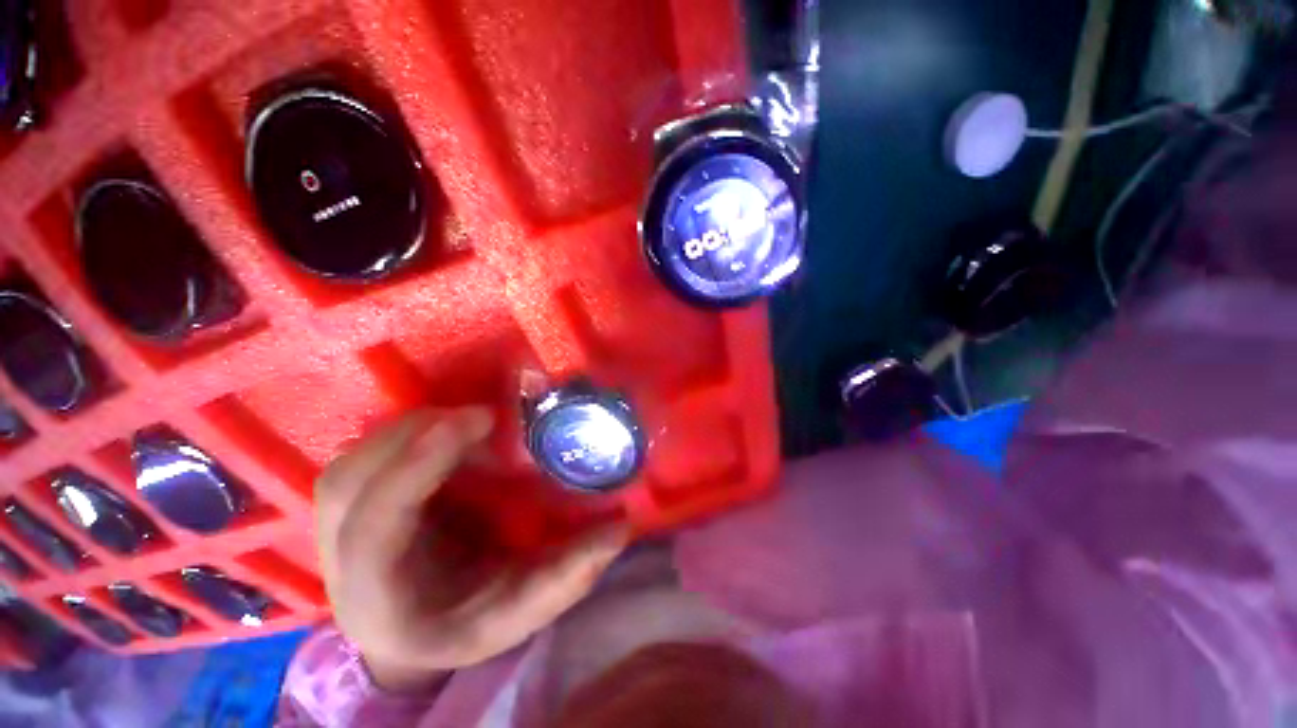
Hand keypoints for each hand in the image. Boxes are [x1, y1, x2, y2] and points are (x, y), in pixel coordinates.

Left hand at [314, 407, 628, 690]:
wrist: (411, 634)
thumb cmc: (465, 625)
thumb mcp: (521, 610)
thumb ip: (568, 575)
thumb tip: (621, 528)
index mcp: (381, 596)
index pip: (377, 524)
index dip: (420, 464)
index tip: (478, 419)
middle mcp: (341, 562)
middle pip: (349, 485)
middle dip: (415, 436)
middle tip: (479, 417)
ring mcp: (333, 531)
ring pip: (350, 464)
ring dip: (408, 430)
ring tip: (463, 422)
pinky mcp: (347, 506)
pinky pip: (360, 456)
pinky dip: (400, 435)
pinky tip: (439, 432)